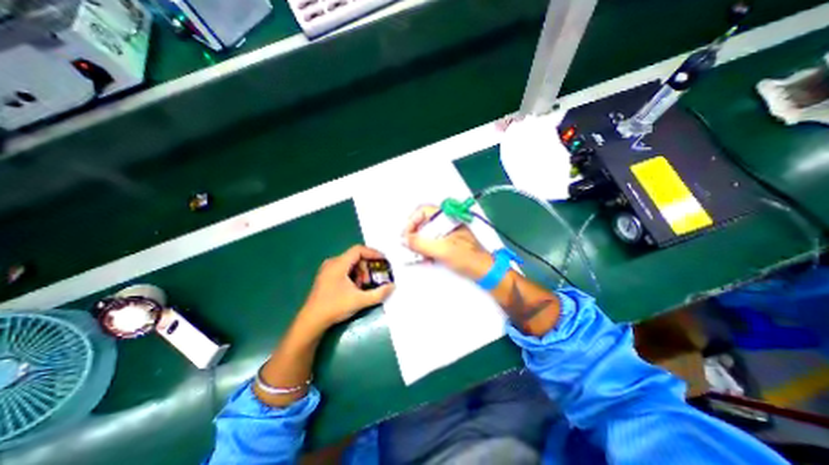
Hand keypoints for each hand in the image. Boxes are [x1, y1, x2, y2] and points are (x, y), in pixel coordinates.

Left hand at [301, 247, 396, 330]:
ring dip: (361, 272)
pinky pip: (344, 270)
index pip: (358, 250)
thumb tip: (393, 286)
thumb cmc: (335, 307)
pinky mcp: (326, 277)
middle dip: (367, 267)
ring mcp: (327, 270)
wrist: (311, 321)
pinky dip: (353, 276)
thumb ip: (379, 293)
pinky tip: (355, 289)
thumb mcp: (360, 300)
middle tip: (373, 279)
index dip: (373, 253)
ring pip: (350, 264)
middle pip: (355, 257)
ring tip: (364, 286)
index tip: (383, 261)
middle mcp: (332, 263)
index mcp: (339, 264)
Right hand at [402, 206, 490, 279]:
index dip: (411, 221)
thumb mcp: (442, 250)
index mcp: (447, 217)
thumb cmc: (466, 258)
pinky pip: (432, 241)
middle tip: (409, 247)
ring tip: (419, 256)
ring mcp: (447, 231)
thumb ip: (420, 244)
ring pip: (426, 233)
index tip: (406, 236)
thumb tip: (403, 240)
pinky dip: (426, 249)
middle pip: (423, 222)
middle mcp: (446, 221)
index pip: (423, 211)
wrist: (484, 271)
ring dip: (419, 244)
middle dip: (414, 234)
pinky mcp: (447, 241)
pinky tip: (427, 259)